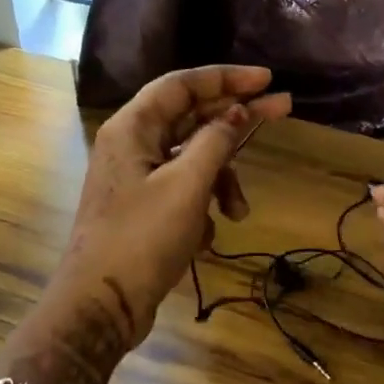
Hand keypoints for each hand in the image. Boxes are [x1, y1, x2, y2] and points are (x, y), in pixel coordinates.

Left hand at [49, 65, 291, 351]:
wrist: (101, 306)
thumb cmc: (142, 239)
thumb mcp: (187, 186)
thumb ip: (215, 142)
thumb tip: (236, 112)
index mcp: (132, 128)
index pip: (182, 84)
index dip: (226, 78)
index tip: (266, 79)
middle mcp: (132, 145)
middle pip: (191, 118)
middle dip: (234, 123)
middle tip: (282, 111)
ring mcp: (137, 179)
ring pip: (192, 160)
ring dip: (221, 181)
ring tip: (238, 213)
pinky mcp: (144, 210)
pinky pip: (183, 192)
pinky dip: (201, 207)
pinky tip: (205, 237)